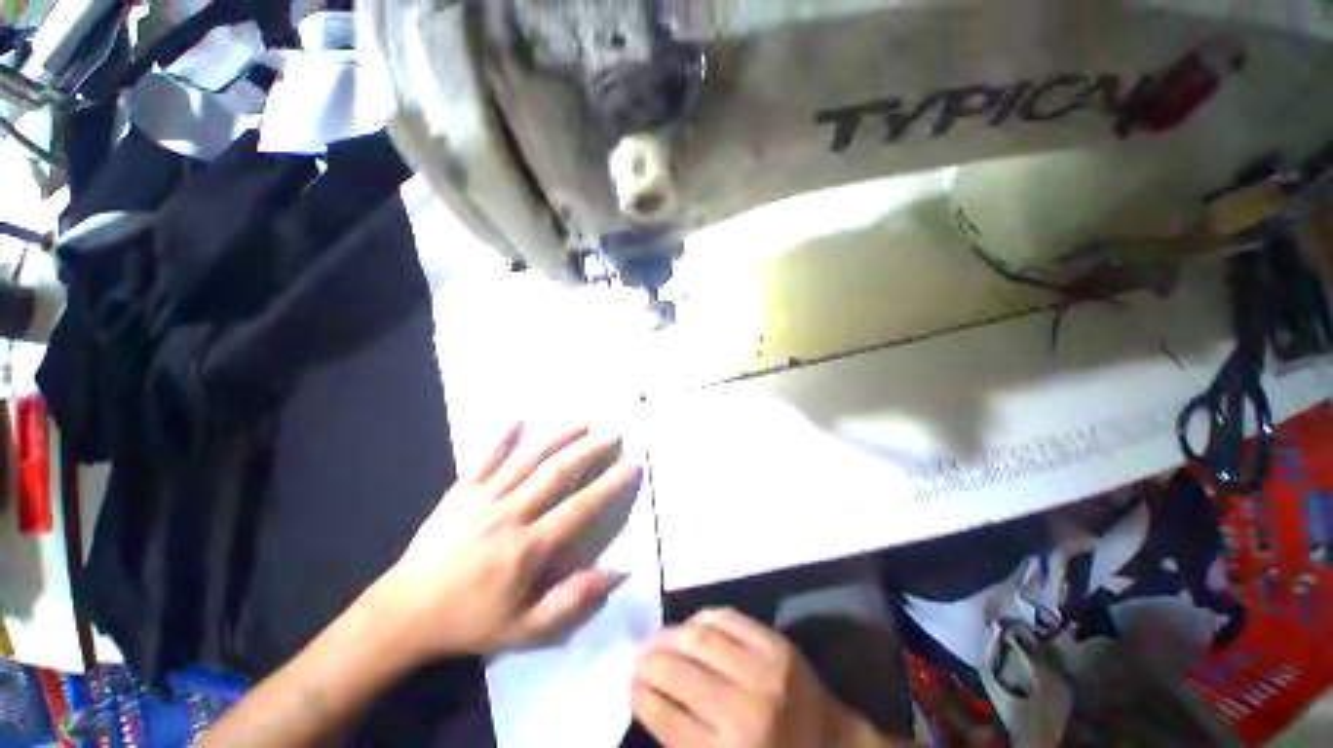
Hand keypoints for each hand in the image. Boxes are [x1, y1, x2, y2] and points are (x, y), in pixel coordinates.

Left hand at [370, 421, 641, 659]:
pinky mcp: (460, 491)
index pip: (580, 508)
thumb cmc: (471, 622)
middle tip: (612, 434)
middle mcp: (509, 514)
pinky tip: (519, 416)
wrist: (405, 613)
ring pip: (527, 458)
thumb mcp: (526, 631)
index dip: (610, 485)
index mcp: (527, 548)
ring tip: (583, 421)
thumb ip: (572, 601)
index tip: (633, 464)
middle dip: (589, 450)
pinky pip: (484, 457)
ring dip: (558, 436)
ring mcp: (482, 498)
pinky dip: (502, 436)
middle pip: (557, 472)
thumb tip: (618, 572)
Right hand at [633, 609, 906, 747]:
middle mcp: (744, 710)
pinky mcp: (775, 643)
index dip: (640, 697)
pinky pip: (727, 618)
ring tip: (656, 638)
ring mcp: (762, 669)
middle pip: (678, 674)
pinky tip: (691, 625)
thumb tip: (649, 701)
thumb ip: (687, 744)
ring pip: (699, 639)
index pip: (667, 718)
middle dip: (649, 663)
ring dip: (670, 635)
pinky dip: (702, 618)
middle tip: (637, 657)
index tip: (629, 684)